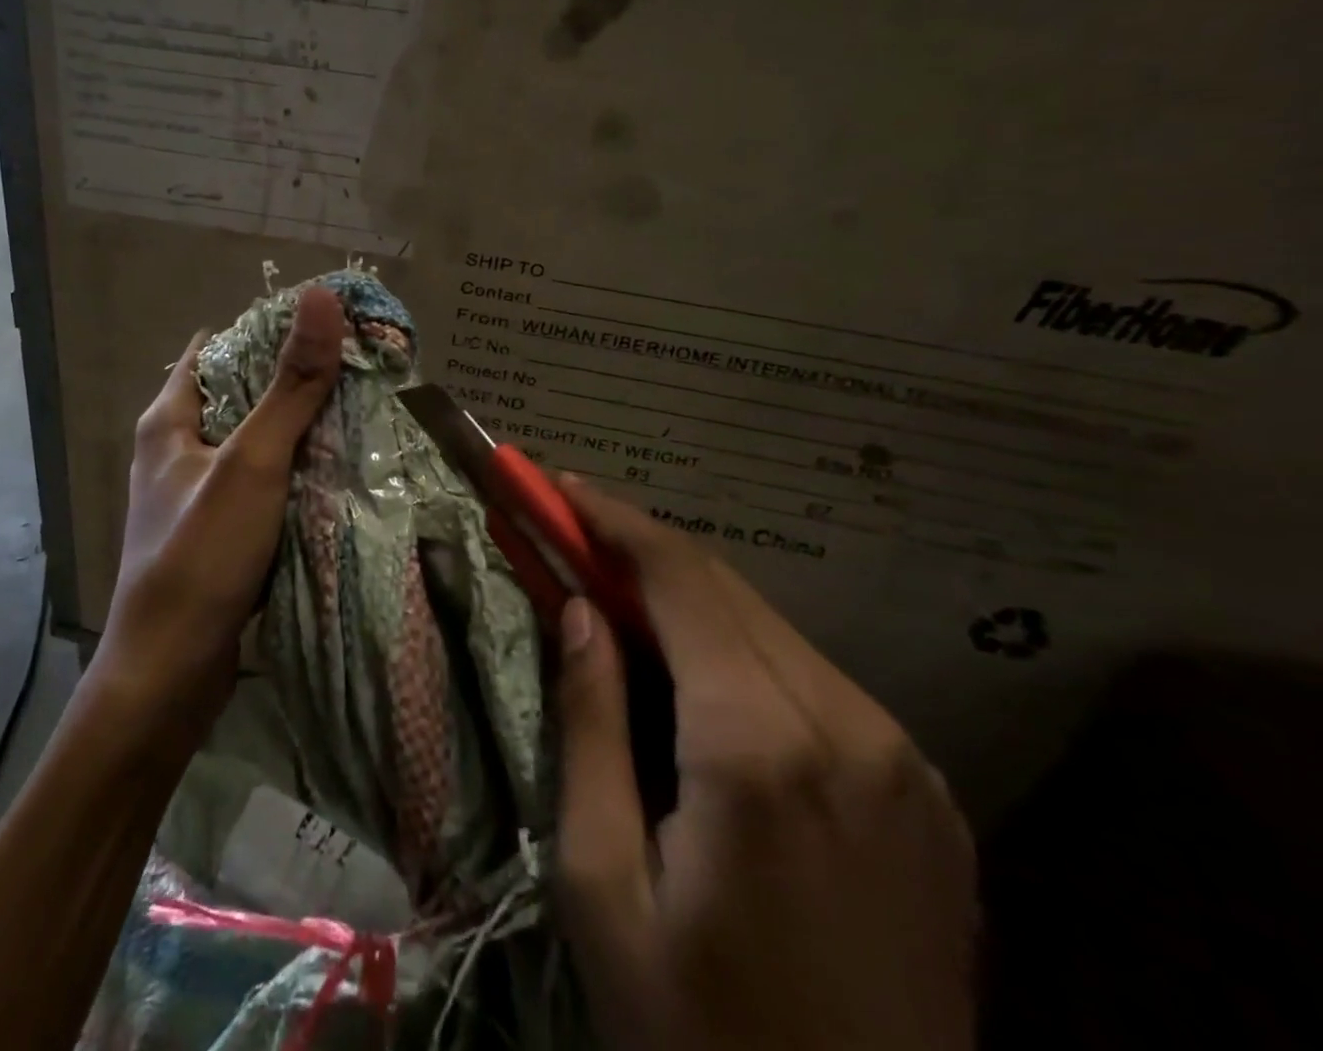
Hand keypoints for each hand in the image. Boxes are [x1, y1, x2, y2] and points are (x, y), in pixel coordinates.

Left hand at [93, 286, 344, 727]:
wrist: (169, 675)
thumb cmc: (201, 556)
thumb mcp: (252, 462)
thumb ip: (290, 386)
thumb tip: (321, 298)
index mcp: (169, 420)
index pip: (219, 349)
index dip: (269, 331)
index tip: (328, 326)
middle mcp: (177, 450)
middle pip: (241, 395)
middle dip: (293, 382)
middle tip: (358, 370)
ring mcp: (197, 494)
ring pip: (255, 443)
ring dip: (298, 431)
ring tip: (360, 412)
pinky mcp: (218, 532)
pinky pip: (262, 485)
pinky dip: (294, 474)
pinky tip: (336, 473)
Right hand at [552, 476, 977, 1050]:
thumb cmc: (698, 1036)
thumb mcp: (604, 883)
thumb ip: (591, 725)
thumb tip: (578, 609)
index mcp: (761, 745)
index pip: (679, 578)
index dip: (613, 519)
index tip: (558, 486)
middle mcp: (849, 726)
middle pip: (726, 589)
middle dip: (641, 550)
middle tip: (571, 538)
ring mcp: (904, 760)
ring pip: (771, 627)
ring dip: (688, 600)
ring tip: (619, 608)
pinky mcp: (925, 793)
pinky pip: (813, 680)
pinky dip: (741, 651)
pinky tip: (698, 680)